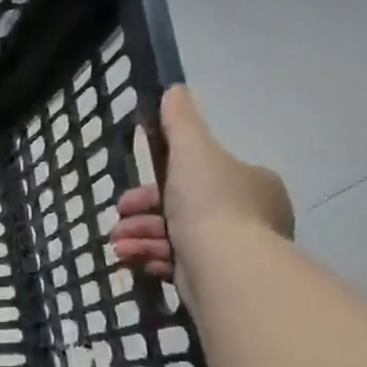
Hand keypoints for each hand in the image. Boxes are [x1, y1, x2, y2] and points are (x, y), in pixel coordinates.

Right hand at [112, 85, 292, 280]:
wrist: (225, 267)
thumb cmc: (210, 203)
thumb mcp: (192, 152)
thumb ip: (180, 122)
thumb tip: (174, 89)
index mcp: (248, 182)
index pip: (195, 176)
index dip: (155, 183)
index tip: (129, 195)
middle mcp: (246, 214)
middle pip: (179, 207)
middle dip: (141, 215)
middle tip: (118, 221)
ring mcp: (232, 249)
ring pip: (173, 236)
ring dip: (139, 237)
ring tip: (118, 246)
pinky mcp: (215, 277)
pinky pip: (176, 263)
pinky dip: (150, 258)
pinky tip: (129, 260)